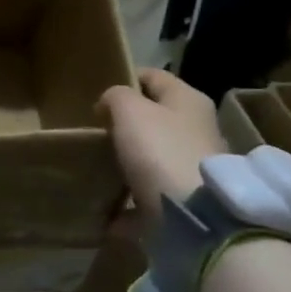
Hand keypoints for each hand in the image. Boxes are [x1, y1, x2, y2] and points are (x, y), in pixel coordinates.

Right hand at [98, 69, 227, 236]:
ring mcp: (193, 165)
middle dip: (123, 124)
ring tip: (96, 166)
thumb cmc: (160, 150)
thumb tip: (110, 104)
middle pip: (154, 118)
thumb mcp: (129, 110)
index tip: (96, 96)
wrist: (194, 215)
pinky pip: (149, 194)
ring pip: (151, 156)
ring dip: (125, 161)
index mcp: (188, 100)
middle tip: (94, 132)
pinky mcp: (186, 199)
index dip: (124, 79)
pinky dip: (128, 201)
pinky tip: (106, 206)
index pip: (152, 76)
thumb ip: (115, 97)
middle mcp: (196, 128)